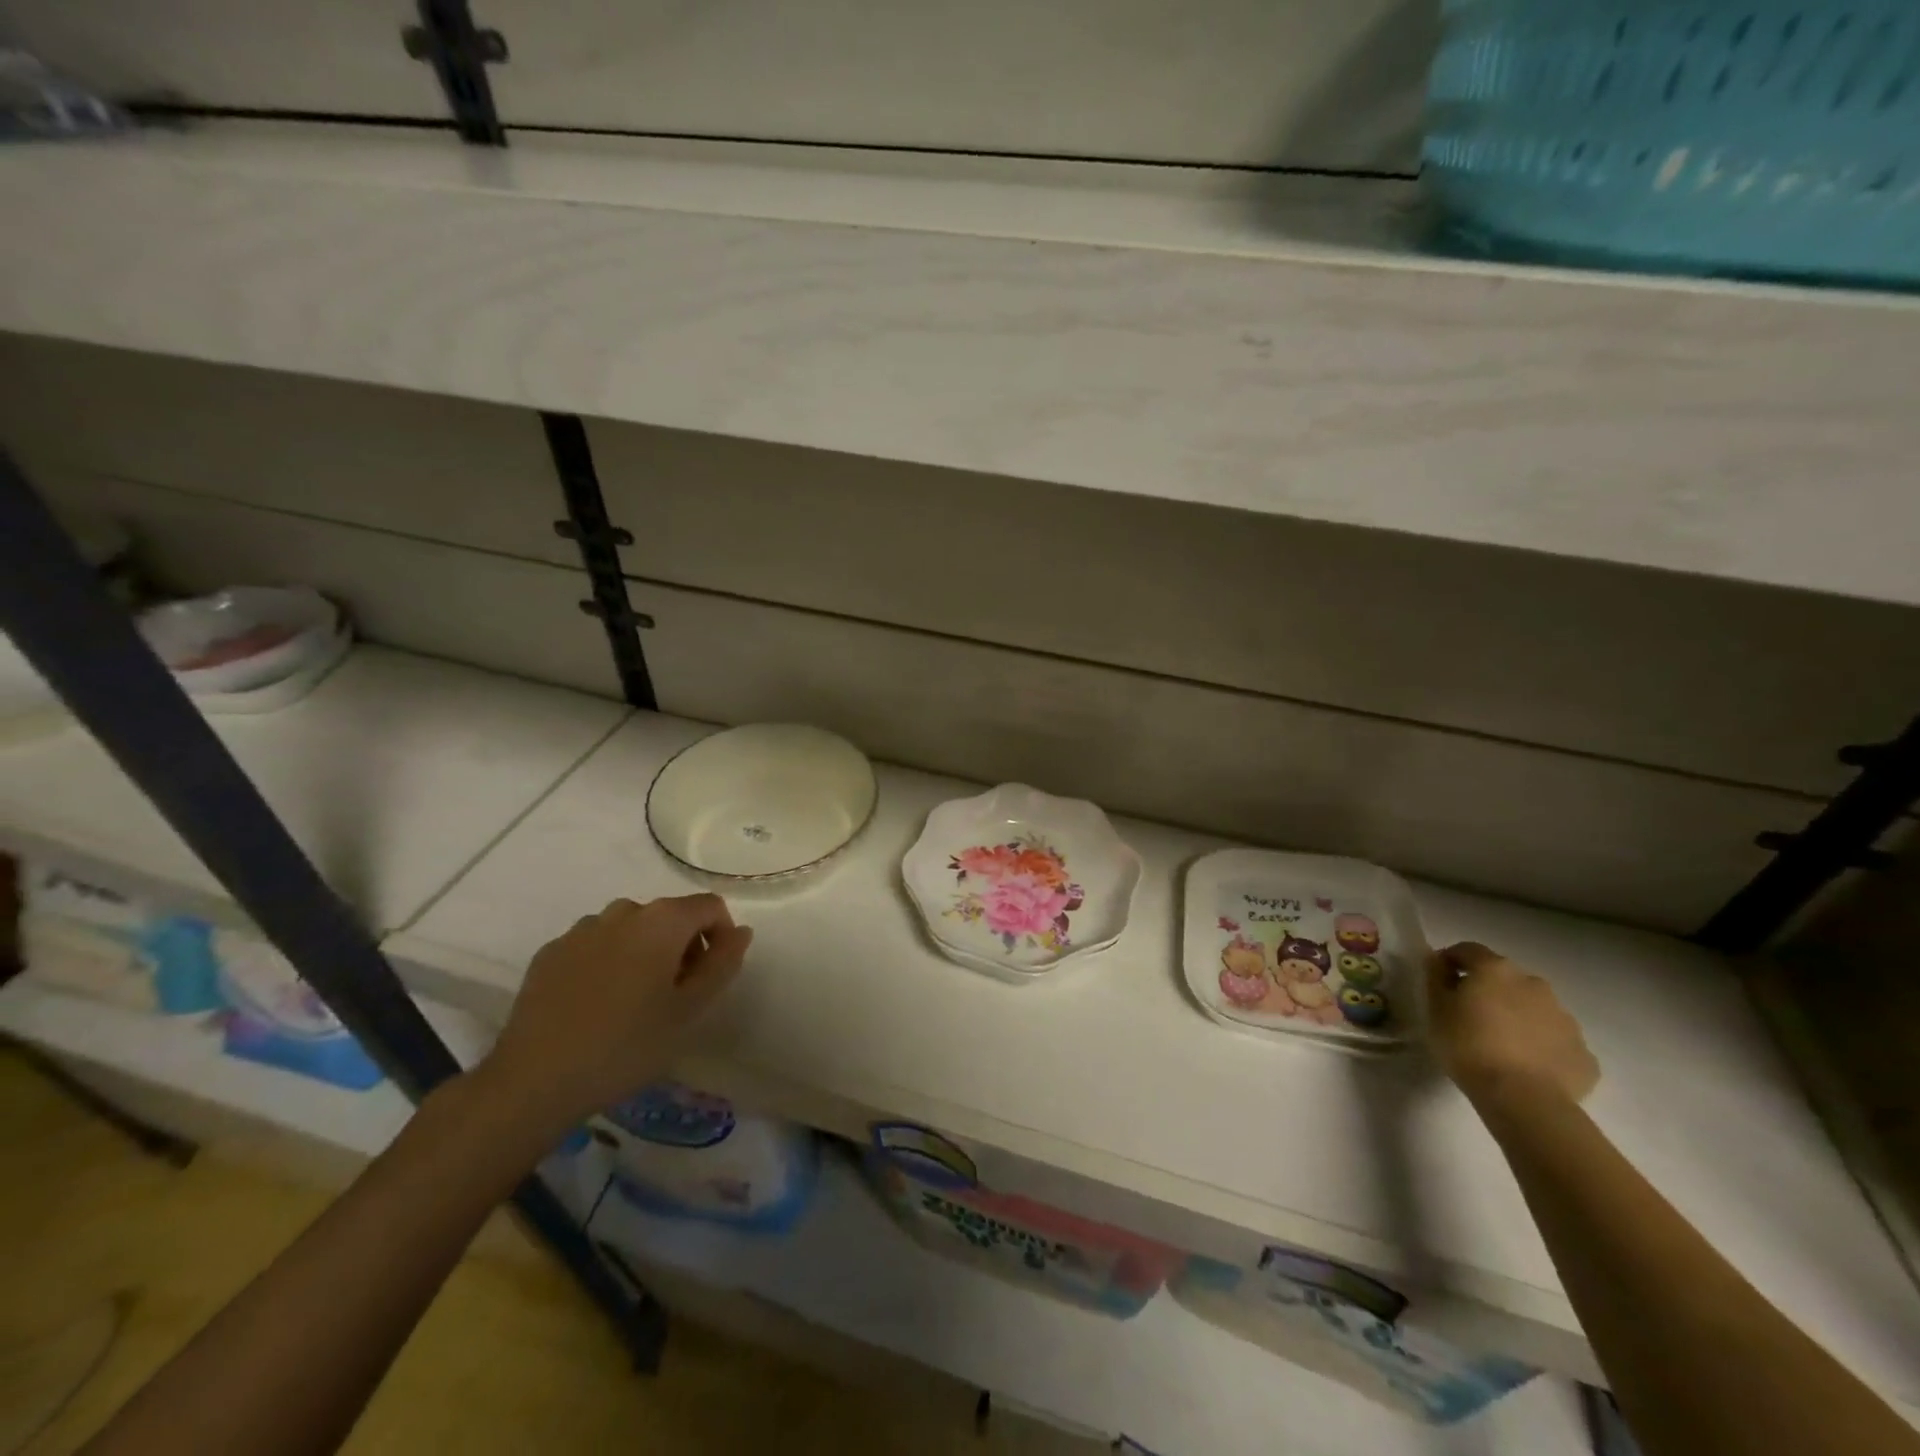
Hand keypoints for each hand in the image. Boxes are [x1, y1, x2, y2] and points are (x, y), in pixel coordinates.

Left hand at [477, 895, 751, 1137]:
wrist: (534, 1080)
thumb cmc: (627, 1045)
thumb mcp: (690, 1010)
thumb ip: (723, 964)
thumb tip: (740, 932)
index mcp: (663, 920)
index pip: (711, 907)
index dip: (721, 937)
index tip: (710, 978)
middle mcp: (623, 911)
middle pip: (670, 916)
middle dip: (683, 946)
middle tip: (676, 997)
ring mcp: (582, 929)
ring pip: (631, 930)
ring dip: (644, 953)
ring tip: (634, 1003)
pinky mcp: (550, 952)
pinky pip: (595, 946)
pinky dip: (608, 963)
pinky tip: (597, 1006)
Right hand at [1428, 942, 1598, 1112]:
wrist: (1524, 1099)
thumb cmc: (1468, 1046)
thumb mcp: (1435, 1008)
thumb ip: (1435, 978)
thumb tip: (1437, 961)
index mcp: (1496, 969)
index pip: (1468, 950)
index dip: (1450, 960)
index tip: (1439, 980)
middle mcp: (1534, 984)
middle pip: (1505, 979)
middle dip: (1489, 990)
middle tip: (1470, 1015)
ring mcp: (1565, 1019)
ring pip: (1534, 1009)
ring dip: (1517, 1017)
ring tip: (1500, 1044)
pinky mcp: (1583, 1053)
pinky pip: (1555, 1041)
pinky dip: (1540, 1046)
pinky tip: (1526, 1067)